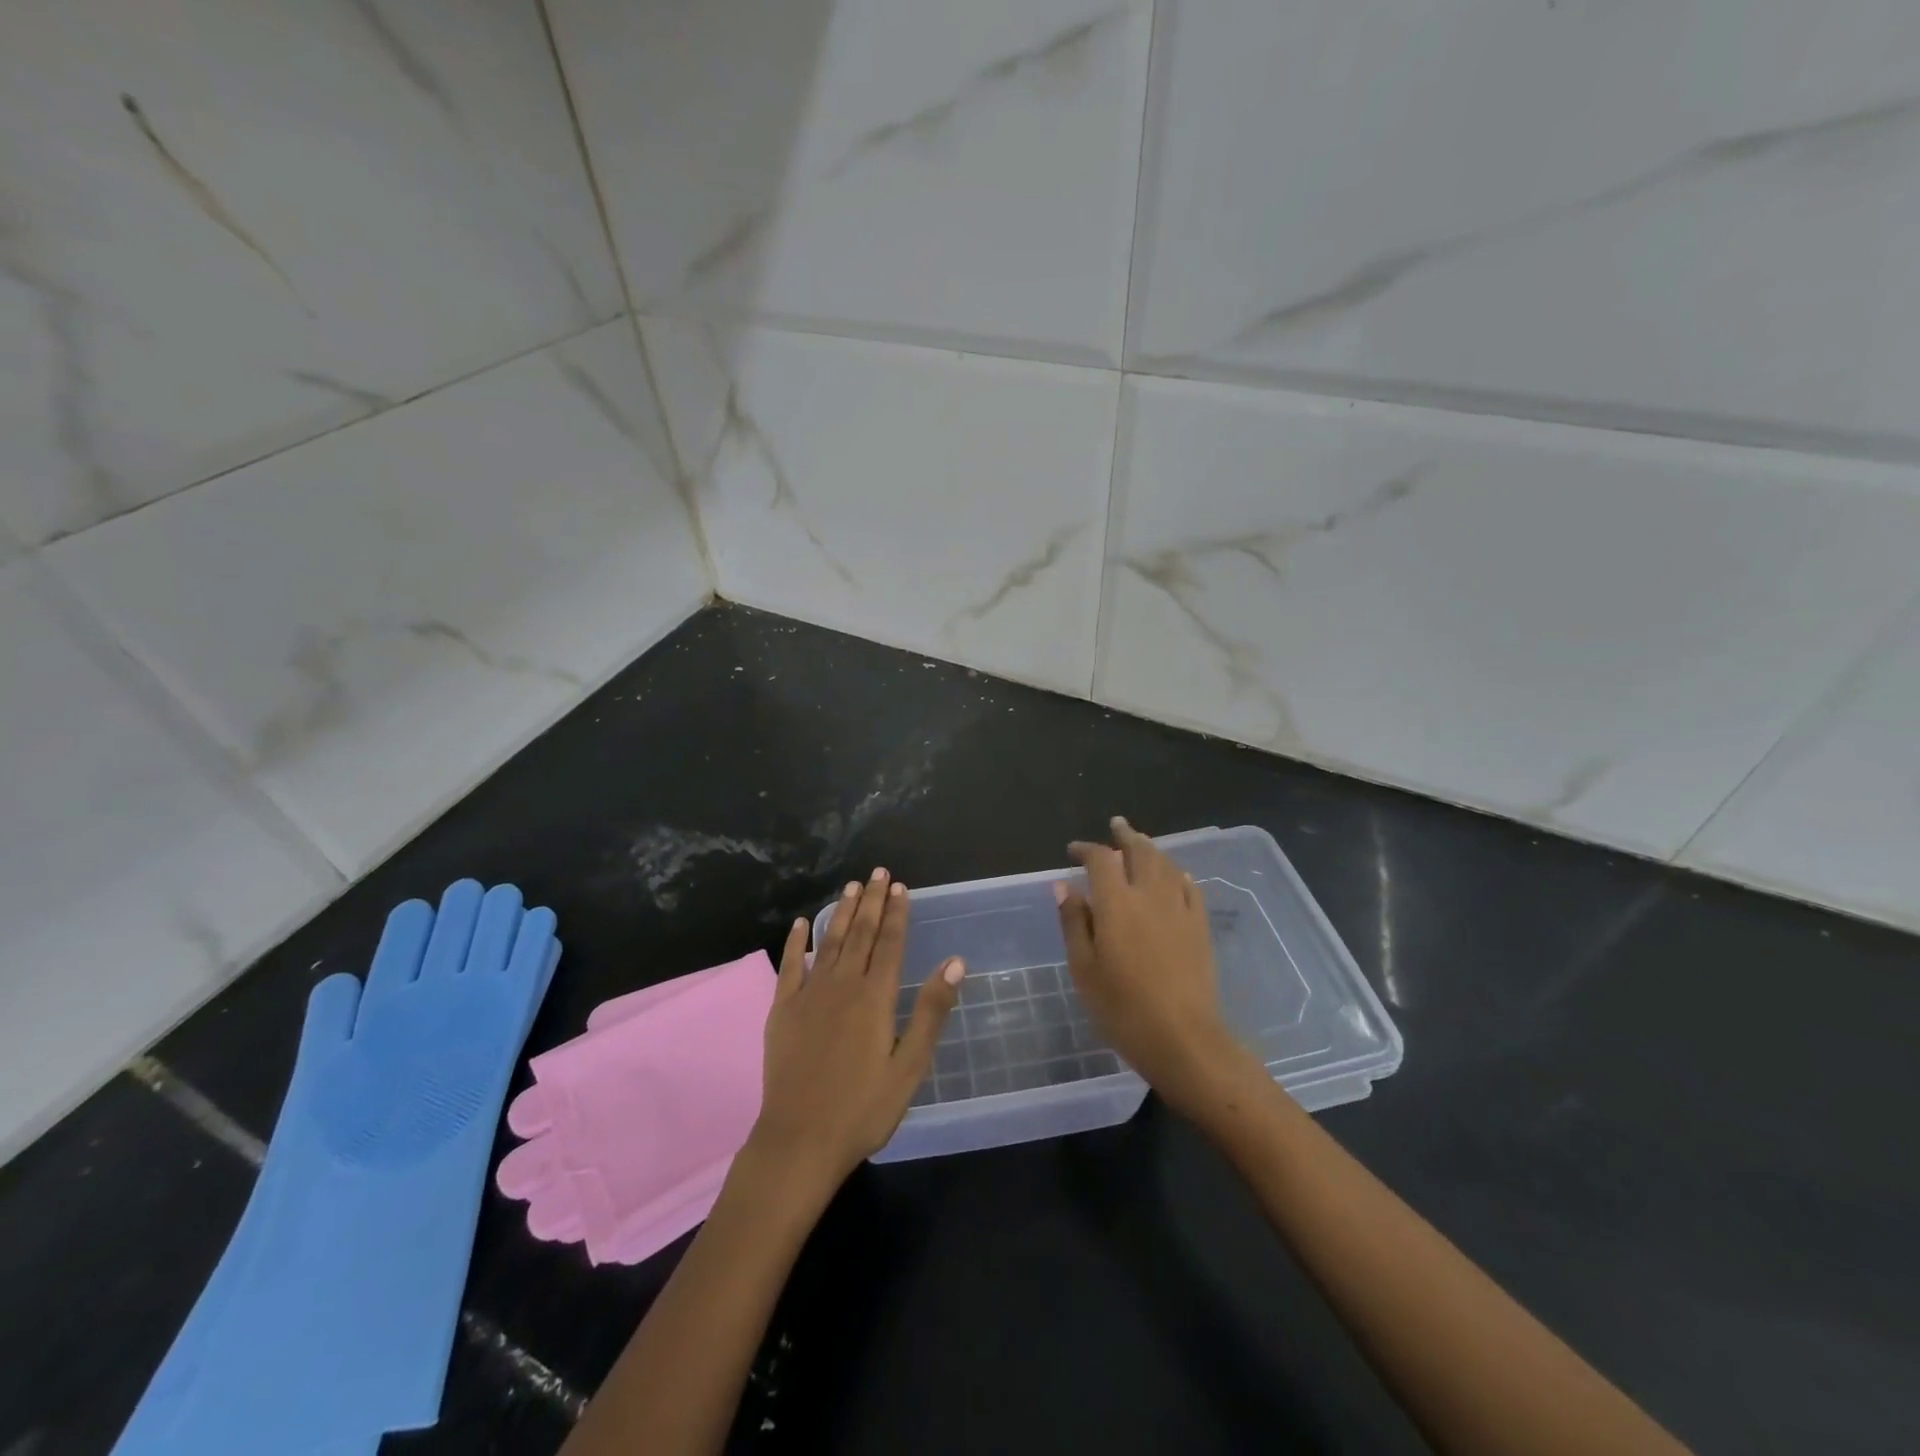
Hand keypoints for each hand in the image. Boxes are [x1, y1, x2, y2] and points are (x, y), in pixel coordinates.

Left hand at [748, 868, 963, 1188]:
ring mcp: (808, 995)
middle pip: (859, 934)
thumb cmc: (863, 1108)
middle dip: (871, 901)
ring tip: (850, 886)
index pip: (889, 943)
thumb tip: (955, 962)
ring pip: (828, 942)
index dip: (896, 913)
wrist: (800, 1140)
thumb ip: (931, 1010)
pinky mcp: (781, 1011)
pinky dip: (795, 942)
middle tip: (878, 872)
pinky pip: (789, 966)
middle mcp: (841, 986)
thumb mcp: (909, 1065)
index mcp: (875, 998)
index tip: (900, 886)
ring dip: (840, 912)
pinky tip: (799, 924)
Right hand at [1056, 817, 1256, 1115]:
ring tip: (1141, 844)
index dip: (1086, 848)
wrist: (1183, 1039)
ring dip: (1152, 849)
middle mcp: (1150, 895)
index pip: (1101, 860)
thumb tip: (1064, 886)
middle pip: (1140, 852)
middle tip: (1116, 825)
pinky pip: (1189, 888)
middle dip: (1126, 835)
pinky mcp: (1200, 927)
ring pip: (1167, 865)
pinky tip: (1175, 877)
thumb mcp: (1084, 968)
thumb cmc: (1123, 1008)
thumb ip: (1074, 922)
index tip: (1074, 850)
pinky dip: (1178, 875)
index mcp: (1117, 903)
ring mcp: (1180, 909)